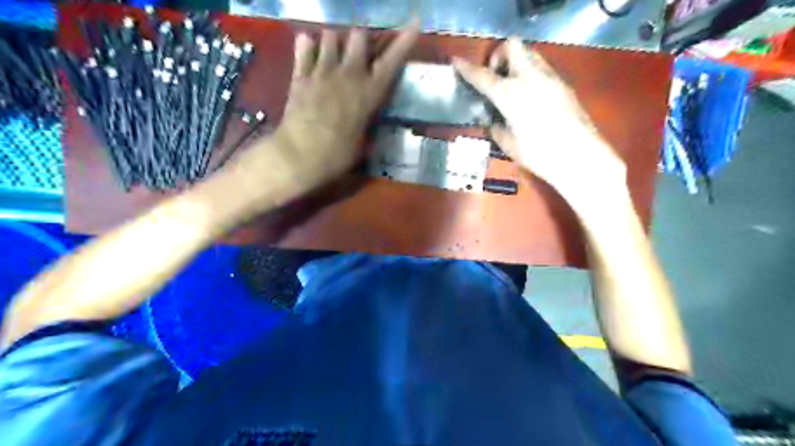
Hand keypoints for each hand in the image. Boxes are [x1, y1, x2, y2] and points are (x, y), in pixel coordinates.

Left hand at [266, 24, 417, 187]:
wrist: (299, 156)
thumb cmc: (337, 156)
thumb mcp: (361, 142)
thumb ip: (365, 121)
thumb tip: (367, 118)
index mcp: (369, 94)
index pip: (392, 61)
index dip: (405, 40)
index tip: (414, 22)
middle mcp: (348, 76)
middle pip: (358, 36)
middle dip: (361, 40)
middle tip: (358, 53)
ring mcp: (322, 72)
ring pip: (330, 35)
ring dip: (334, 42)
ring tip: (332, 54)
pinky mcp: (300, 75)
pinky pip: (304, 46)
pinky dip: (308, 46)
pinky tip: (310, 53)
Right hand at [453, 38, 627, 204]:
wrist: (579, 157)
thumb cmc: (539, 155)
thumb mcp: (509, 145)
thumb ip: (496, 128)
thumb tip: (492, 120)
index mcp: (510, 94)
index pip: (483, 76)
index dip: (467, 69)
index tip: (456, 62)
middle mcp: (529, 78)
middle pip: (512, 46)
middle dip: (499, 55)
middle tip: (495, 76)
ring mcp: (549, 78)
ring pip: (529, 54)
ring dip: (516, 63)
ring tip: (512, 87)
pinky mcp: (563, 84)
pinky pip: (542, 68)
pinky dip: (530, 74)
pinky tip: (530, 97)